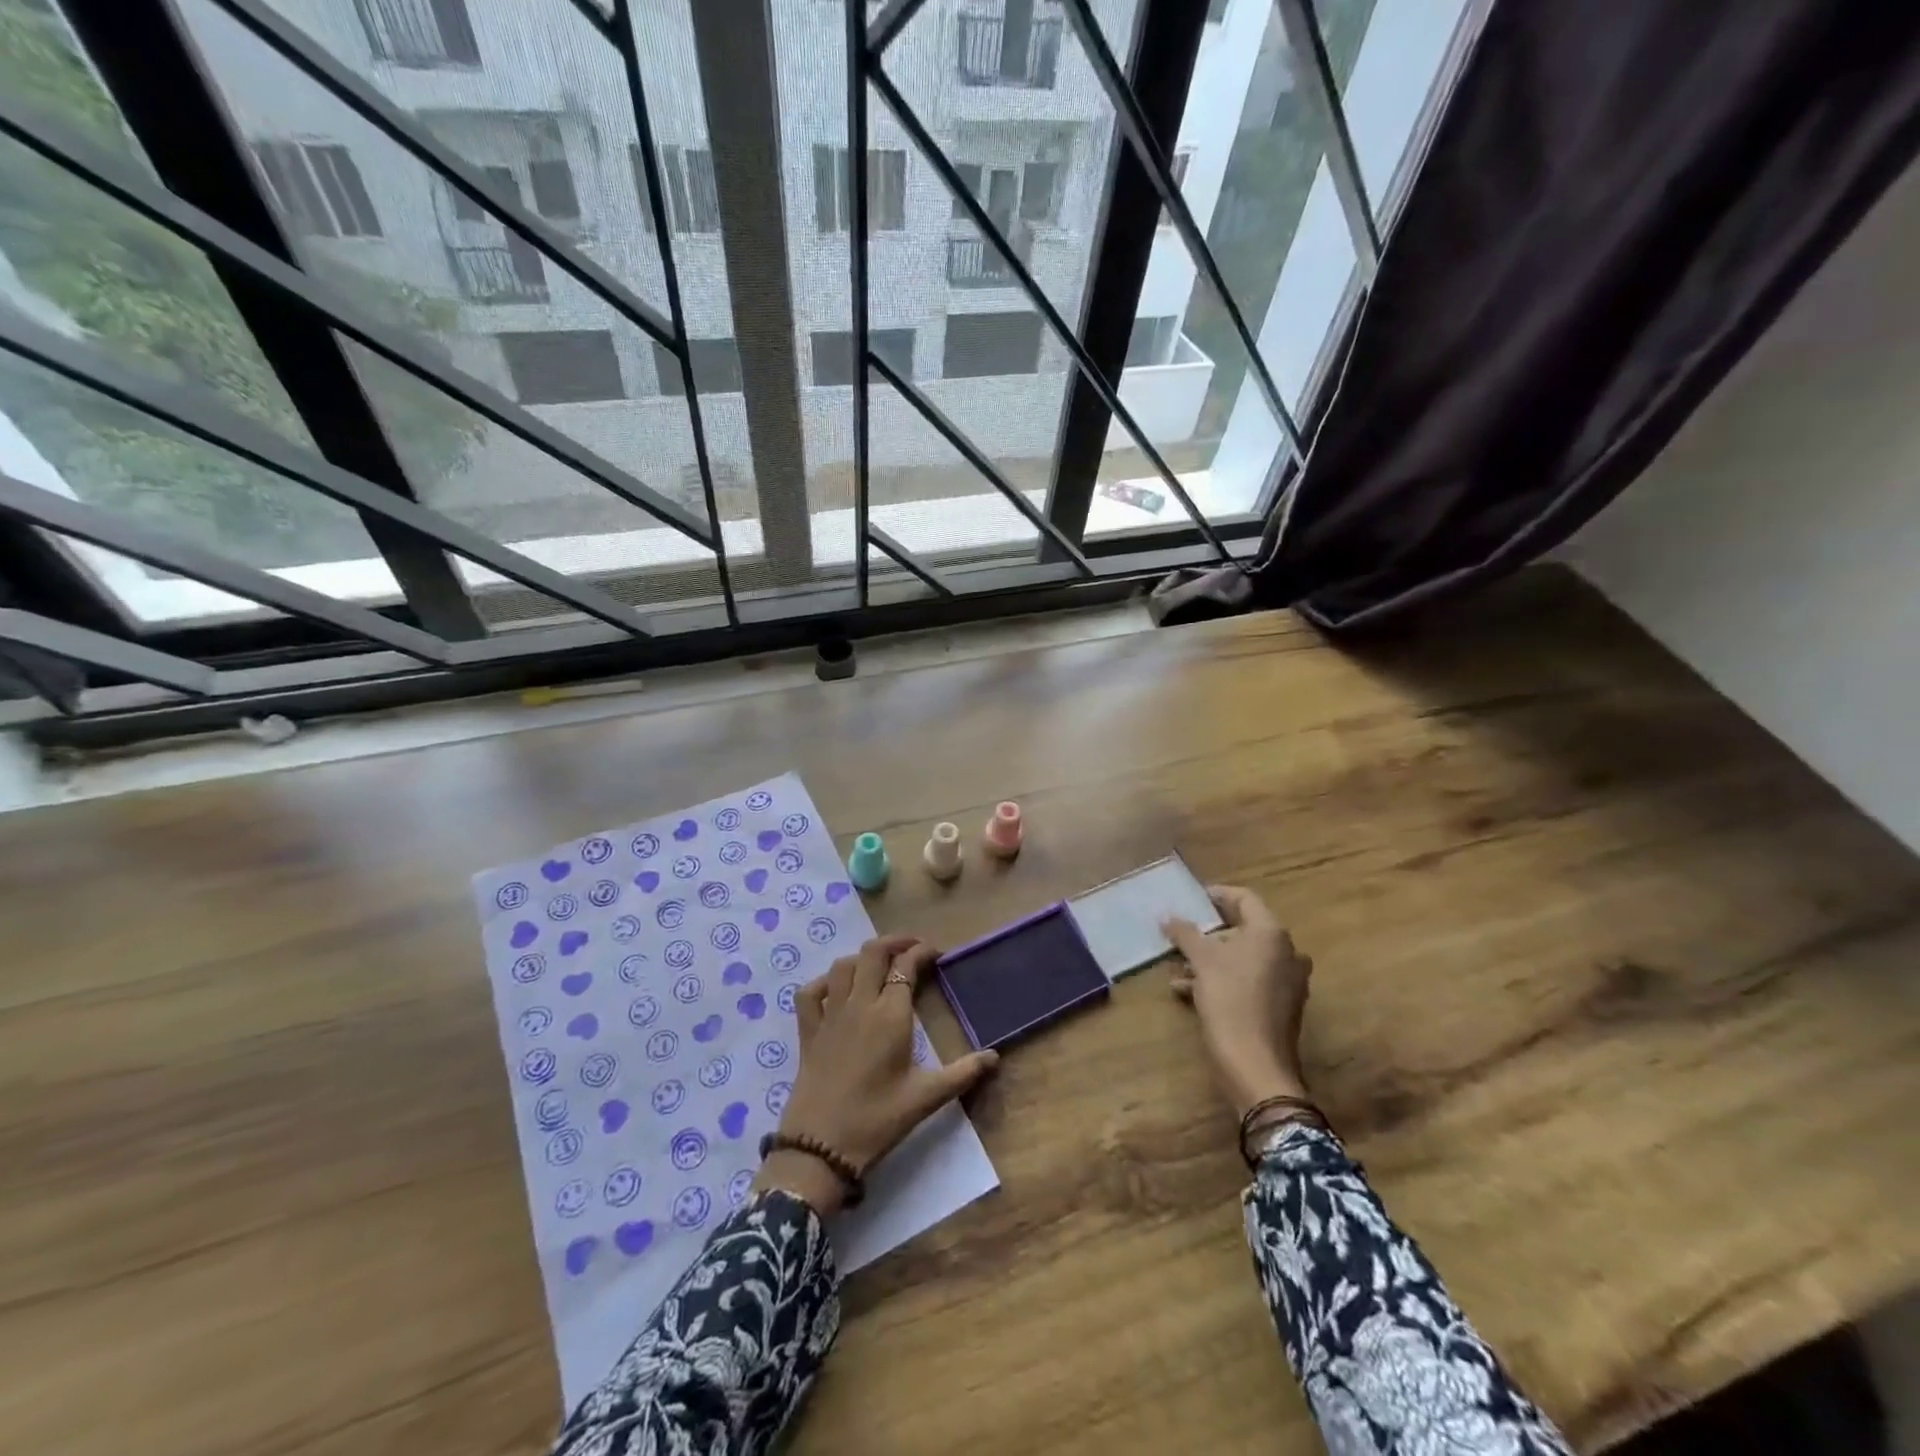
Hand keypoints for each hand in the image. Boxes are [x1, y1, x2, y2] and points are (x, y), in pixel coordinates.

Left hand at [753, 934, 999, 1215]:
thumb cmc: (877, 1120)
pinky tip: (835, 990)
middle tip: (912, 948)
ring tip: (879, 965)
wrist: (821, 1148)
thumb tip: (995, 1057)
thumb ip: (962, 1074)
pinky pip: (810, 992)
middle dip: (894, 942)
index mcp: (890, 1015)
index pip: (906, 966)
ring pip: (843, 966)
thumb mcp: (925, 1098)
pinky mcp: (808, 1032)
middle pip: (873, 953)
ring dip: (862, 958)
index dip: (921, 952)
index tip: (935, 953)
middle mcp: (859, 1004)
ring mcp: (830, 1015)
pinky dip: (824, 983)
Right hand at [1162, 886, 1312, 1118]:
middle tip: (1181, 936)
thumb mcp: (1201, 961)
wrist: (1256, 1066)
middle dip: (1208, 933)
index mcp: (1271, 934)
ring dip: (1211, 959)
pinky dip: (1222, 980)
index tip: (1191, 900)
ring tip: (1178, 968)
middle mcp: (1286, 952)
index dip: (1216, 895)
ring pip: (1243, 958)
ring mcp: (1287, 982)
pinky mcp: (1281, 1007)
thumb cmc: (1230, 1000)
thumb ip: (1185, 933)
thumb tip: (1168, 916)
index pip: (1244, 898)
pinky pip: (1248, 982)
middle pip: (1244, 929)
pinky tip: (1188, 992)